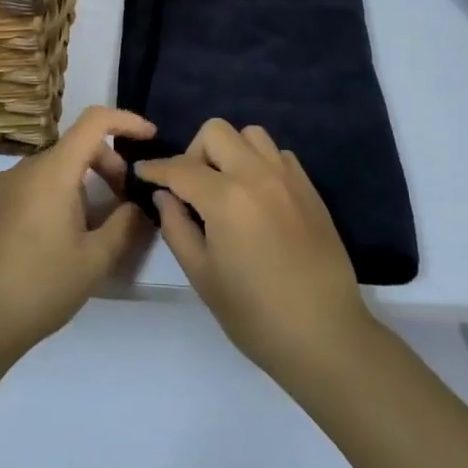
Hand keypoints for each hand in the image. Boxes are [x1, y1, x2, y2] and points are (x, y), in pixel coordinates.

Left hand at [0, 107, 156, 364]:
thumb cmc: (42, 287)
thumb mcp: (96, 259)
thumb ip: (126, 224)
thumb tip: (137, 206)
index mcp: (52, 172)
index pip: (94, 121)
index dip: (126, 121)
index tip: (149, 138)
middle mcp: (23, 167)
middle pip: (74, 147)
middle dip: (106, 165)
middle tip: (123, 205)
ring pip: (50, 169)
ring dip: (78, 185)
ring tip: (88, 229)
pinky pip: (27, 186)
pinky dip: (50, 196)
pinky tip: (51, 238)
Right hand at [137, 119, 372, 384]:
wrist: (325, 335)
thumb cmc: (255, 314)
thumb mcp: (202, 276)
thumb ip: (177, 228)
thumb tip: (165, 196)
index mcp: (226, 198)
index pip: (180, 168)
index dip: (155, 169)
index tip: (142, 173)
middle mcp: (257, 175)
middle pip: (216, 132)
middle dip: (194, 152)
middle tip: (191, 188)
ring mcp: (288, 178)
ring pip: (251, 135)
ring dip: (230, 151)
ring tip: (226, 187)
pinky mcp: (310, 190)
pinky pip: (279, 155)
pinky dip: (260, 163)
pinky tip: (257, 197)